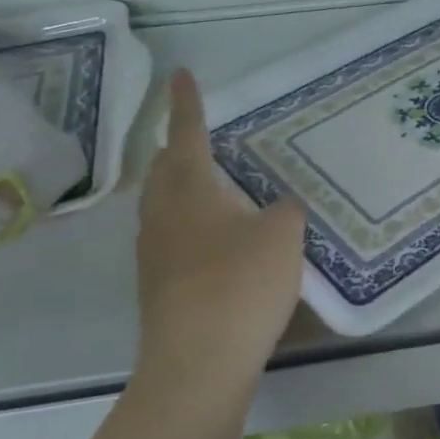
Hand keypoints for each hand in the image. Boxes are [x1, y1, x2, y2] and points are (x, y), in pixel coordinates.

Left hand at [134, 71, 306, 390]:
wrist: (198, 364)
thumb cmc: (240, 283)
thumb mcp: (282, 235)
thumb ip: (284, 211)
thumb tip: (277, 209)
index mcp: (189, 190)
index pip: (186, 133)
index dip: (187, 102)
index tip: (181, 74)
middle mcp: (162, 215)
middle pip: (163, 170)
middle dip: (179, 147)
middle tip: (202, 136)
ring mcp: (154, 255)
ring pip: (164, 206)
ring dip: (185, 188)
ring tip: (214, 186)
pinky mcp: (160, 288)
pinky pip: (172, 238)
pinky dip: (192, 224)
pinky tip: (219, 240)